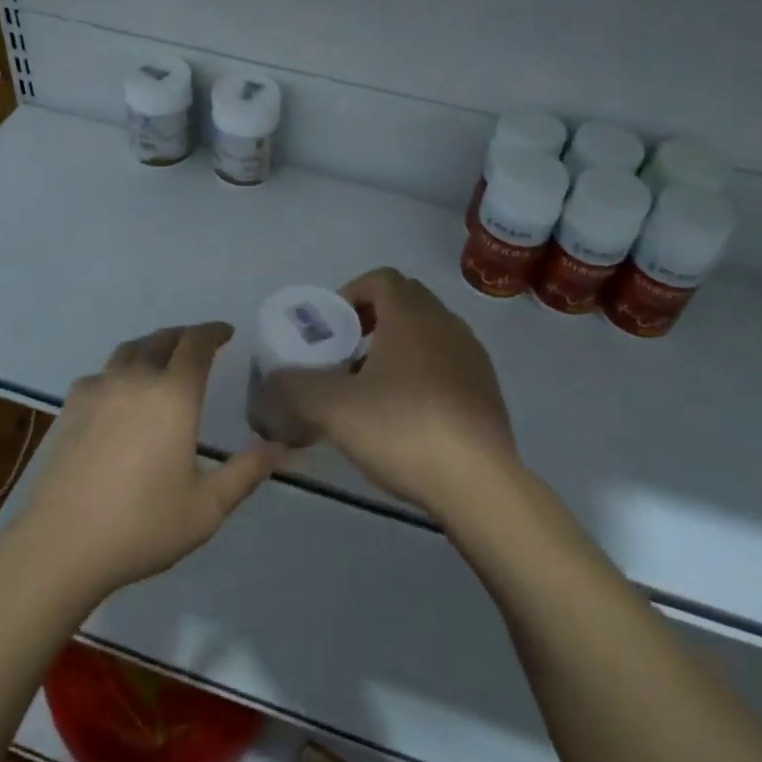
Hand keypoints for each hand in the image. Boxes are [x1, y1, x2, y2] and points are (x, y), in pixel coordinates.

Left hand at [15, 322, 283, 602]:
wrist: (61, 546)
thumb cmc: (142, 526)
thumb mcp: (207, 507)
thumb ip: (246, 472)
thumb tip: (280, 447)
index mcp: (173, 396)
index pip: (196, 344)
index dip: (213, 332)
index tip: (226, 332)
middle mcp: (135, 381)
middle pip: (161, 339)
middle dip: (184, 336)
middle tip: (199, 344)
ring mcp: (97, 392)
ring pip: (128, 351)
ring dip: (151, 346)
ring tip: (161, 359)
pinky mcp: (69, 409)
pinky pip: (99, 374)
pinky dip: (118, 371)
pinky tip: (118, 392)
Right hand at [273, 268, 519, 521]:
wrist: (478, 483)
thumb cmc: (402, 429)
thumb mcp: (333, 408)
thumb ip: (295, 386)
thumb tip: (274, 378)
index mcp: (412, 316)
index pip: (380, 278)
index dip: (350, 294)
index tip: (332, 328)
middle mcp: (446, 324)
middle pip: (405, 301)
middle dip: (371, 320)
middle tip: (346, 355)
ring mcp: (473, 356)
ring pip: (428, 333)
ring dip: (398, 347)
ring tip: (373, 388)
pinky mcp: (487, 389)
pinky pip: (448, 362)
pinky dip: (423, 372)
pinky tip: (407, 415)